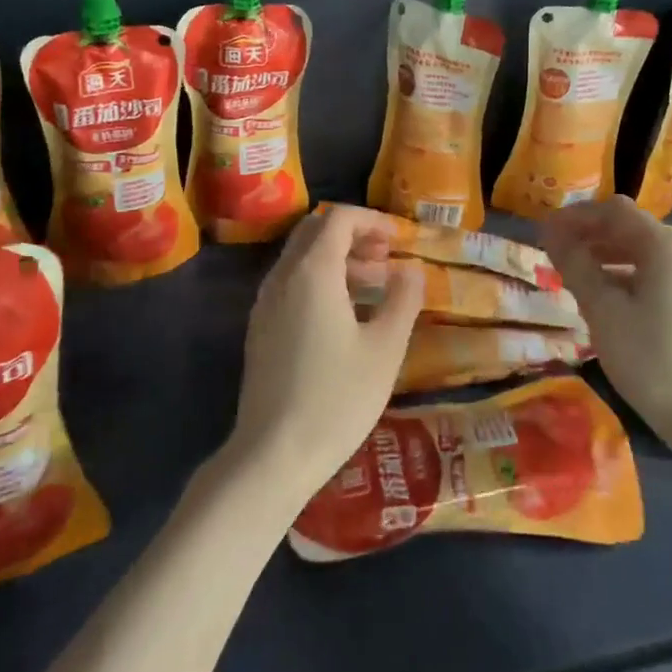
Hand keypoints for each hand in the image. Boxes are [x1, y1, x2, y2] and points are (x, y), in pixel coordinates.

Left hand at [226, 205, 423, 506]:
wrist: (274, 453)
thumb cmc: (337, 398)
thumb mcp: (385, 349)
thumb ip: (403, 300)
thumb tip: (411, 269)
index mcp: (313, 272)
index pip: (338, 218)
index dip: (371, 220)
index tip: (399, 239)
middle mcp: (282, 277)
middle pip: (315, 231)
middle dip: (353, 234)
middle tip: (387, 256)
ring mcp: (265, 303)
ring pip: (301, 258)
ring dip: (337, 258)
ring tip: (375, 284)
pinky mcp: (260, 328)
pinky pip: (291, 283)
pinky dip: (319, 280)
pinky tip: (345, 314)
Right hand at [538, 197, 671, 444]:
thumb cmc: (650, 359)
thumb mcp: (602, 309)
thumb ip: (575, 264)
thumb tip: (550, 232)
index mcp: (664, 245)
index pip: (613, 210)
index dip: (575, 216)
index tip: (542, 231)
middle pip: (628, 226)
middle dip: (588, 233)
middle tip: (552, 251)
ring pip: (640, 249)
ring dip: (603, 252)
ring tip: (570, 271)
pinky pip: (653, 271)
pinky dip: (623, 272)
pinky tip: (601, 294)